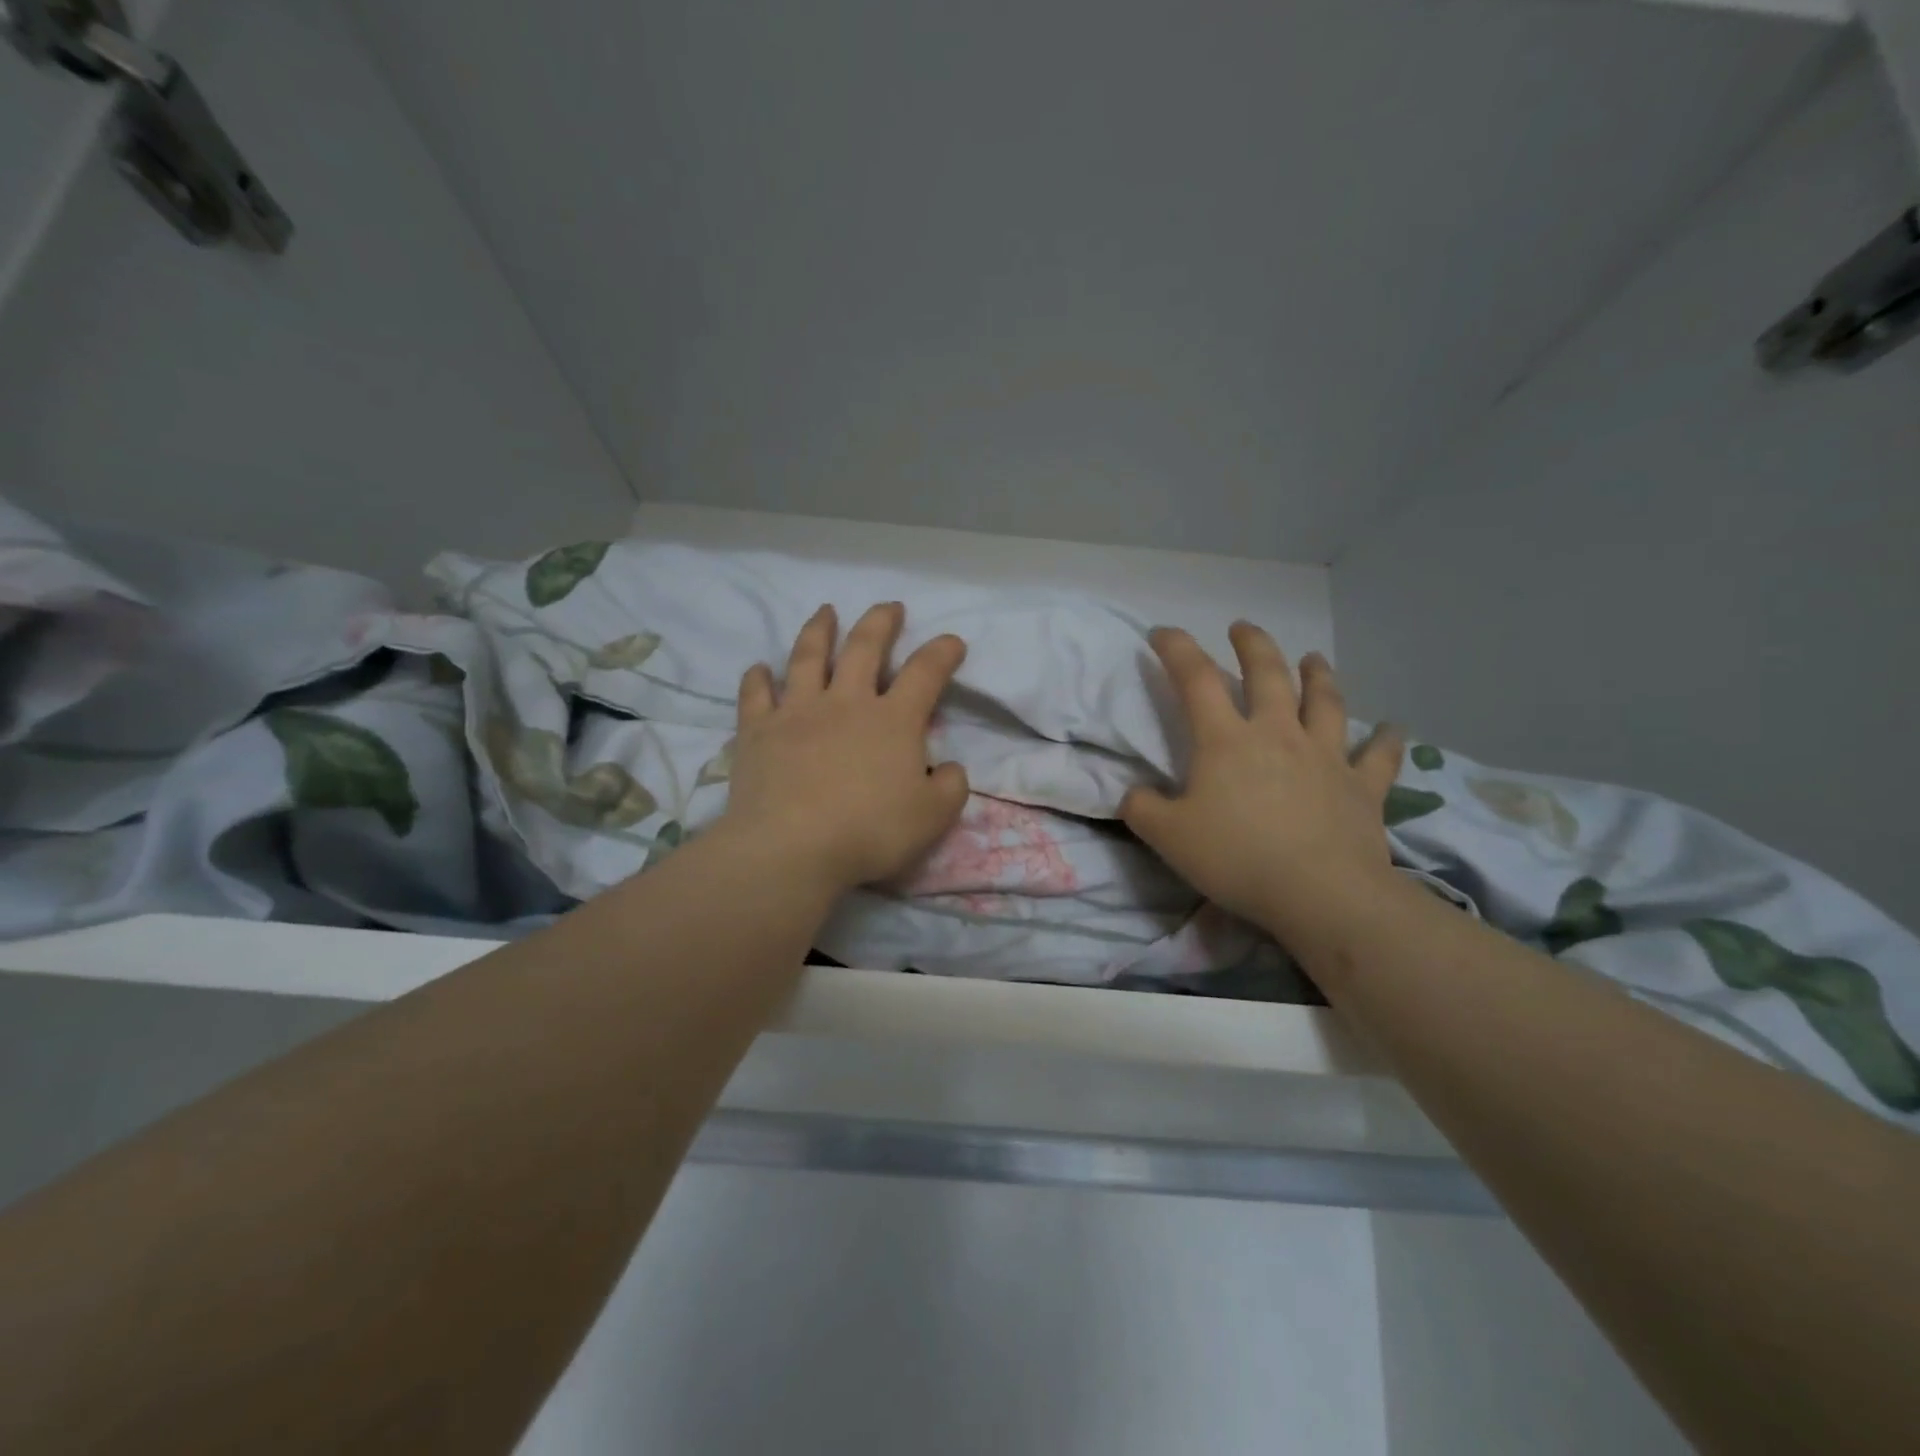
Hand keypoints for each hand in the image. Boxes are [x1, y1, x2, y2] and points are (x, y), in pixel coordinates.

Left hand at [720, 602, 970, 893]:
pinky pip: (756, 695)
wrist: (792, 849)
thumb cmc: (869, 832)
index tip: (952, 641)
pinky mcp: (758, 731)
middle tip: (890, 606)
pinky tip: (758, 668)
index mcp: (893, 721)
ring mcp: (797, 712)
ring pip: (807, 657)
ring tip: (825, 611)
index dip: (942, 652)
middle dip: (880, 622)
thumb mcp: (932, 817)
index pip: (925, 673)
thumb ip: (951, 787)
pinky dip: (757, 678)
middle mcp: (845, 703)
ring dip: (818, 630)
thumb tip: (949, 768)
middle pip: (864, 648)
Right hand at [1121, 623, 1405, 949]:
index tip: (1162, 632)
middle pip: (1268, 674)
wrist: (1320, 893)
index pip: (1196, 679)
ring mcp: (1326, 756)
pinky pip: (1378, 756)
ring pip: (1324, 702)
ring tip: (1314, 658)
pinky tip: (1393, 727)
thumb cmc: (1237, 858)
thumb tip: (1132, 794)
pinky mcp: (1362, 787)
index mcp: (1226, 740)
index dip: (1177, 649)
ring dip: (1318, 675)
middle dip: (1253, 644)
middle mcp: (1278, 734)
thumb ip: (1142, 809)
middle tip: (1243, 628)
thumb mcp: (1167, 837)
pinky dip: (1386, 739)